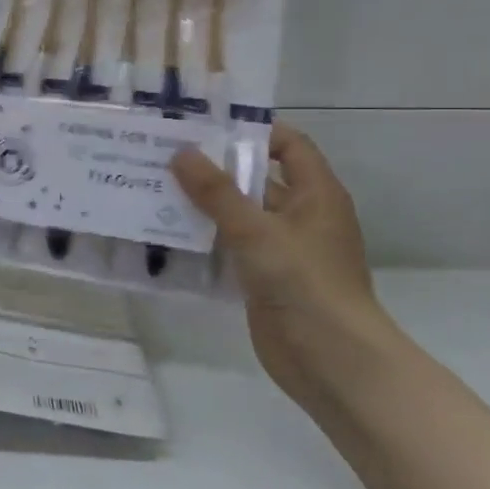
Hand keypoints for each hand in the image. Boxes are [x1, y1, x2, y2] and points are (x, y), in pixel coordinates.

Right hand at [171, 125, 399, 407]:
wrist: (332, 362)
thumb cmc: (305, 283)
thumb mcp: (257, 231)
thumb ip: (217, 192)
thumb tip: (181, 152)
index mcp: (315, 194)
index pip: (288, 145)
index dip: (253, 131)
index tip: (206, 126)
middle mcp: (300, 215)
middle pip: (257, 178)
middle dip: (216, 167)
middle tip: (166, 154)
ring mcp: (282, 249)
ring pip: (239, 214)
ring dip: (204, 203)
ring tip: (156, 187)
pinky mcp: (264, 278)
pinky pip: (231, 246)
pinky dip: (204, 237)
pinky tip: (167, 230)